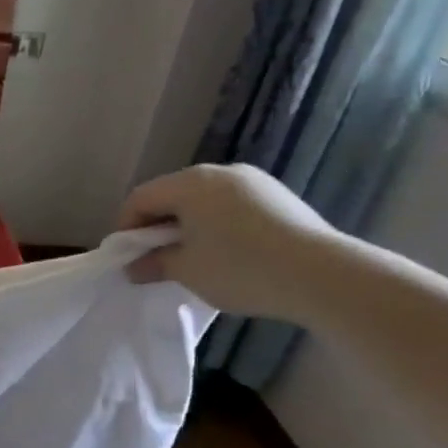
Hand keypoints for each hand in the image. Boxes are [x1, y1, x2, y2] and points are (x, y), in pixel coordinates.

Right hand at [116, 164, 340, 321]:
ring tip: (191, 260)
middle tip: (155, 261)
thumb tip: (135, 266)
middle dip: (156, 227)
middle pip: (172, 195)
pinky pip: (231, 206)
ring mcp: (253, 181)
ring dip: (187, 227)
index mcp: (190, 183)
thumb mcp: (186, 270)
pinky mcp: (277, 196)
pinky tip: (225, 255)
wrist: (321, 275)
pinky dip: (216, 226)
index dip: (125, 228)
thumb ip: (154, 263)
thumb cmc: (240, 268)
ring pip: (203, 201)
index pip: (140, 198)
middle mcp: (220, 172)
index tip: (126, 259)